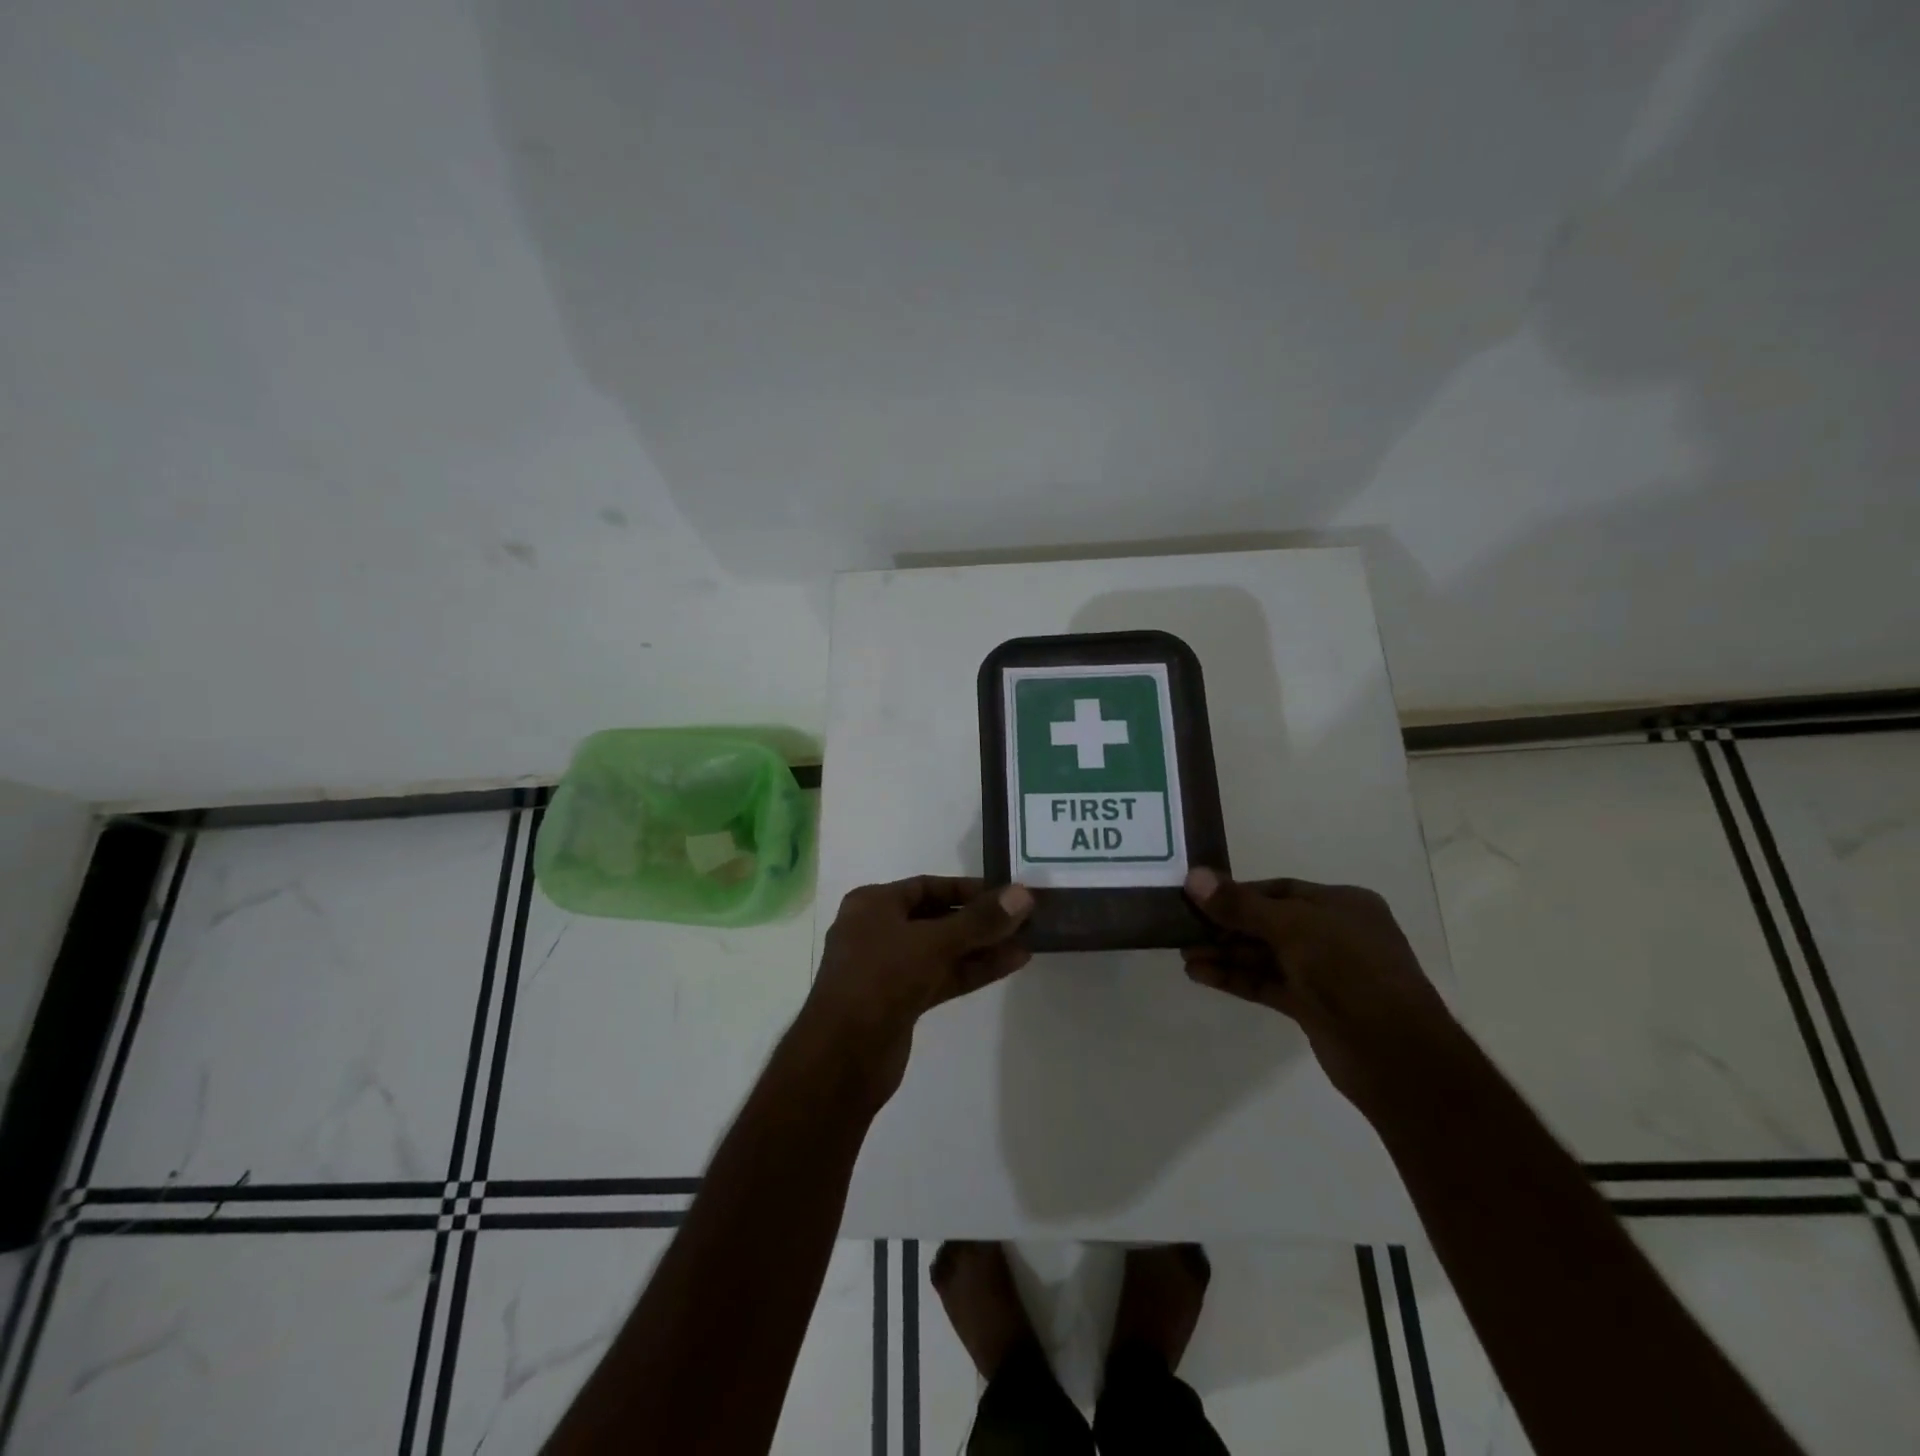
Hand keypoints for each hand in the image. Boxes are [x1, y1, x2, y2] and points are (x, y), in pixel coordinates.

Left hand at [801, 877, 1033, 1103]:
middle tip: (1023, 919)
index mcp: (872, 905)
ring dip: (982, 947)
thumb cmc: (881, 980)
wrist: (843, 1057)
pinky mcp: (901, 1001)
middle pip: (937, 918)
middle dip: (979, 920)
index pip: (927, 886)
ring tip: (1028, 941)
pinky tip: (1010, 964)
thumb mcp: (933, 943)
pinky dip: (972, 970)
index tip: (1006, 894)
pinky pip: (942, 976)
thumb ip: (980, 921)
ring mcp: (888, 969)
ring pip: (942, 950)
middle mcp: (878, 931)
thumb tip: (1023, 895)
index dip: (967, 889)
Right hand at [1181, 868, 1459, 1106]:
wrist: (1395, 1055)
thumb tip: (1193, 877)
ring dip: (1225, 954)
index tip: (1198, 899)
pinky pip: (1266, 983)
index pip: (1279, 890)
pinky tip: (1200, 975)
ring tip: (1184, 955)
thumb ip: (1240, 905)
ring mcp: (1325, 972)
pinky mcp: (1312, 1006)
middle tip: (1183, 929)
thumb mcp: (1292, 927)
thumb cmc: (1348, 971)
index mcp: (1342, 904)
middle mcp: (1335, 933)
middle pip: (1268, 923)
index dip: (1237, 894)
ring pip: (1264, 955)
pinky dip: (1236, 978)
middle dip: (1225, 927)